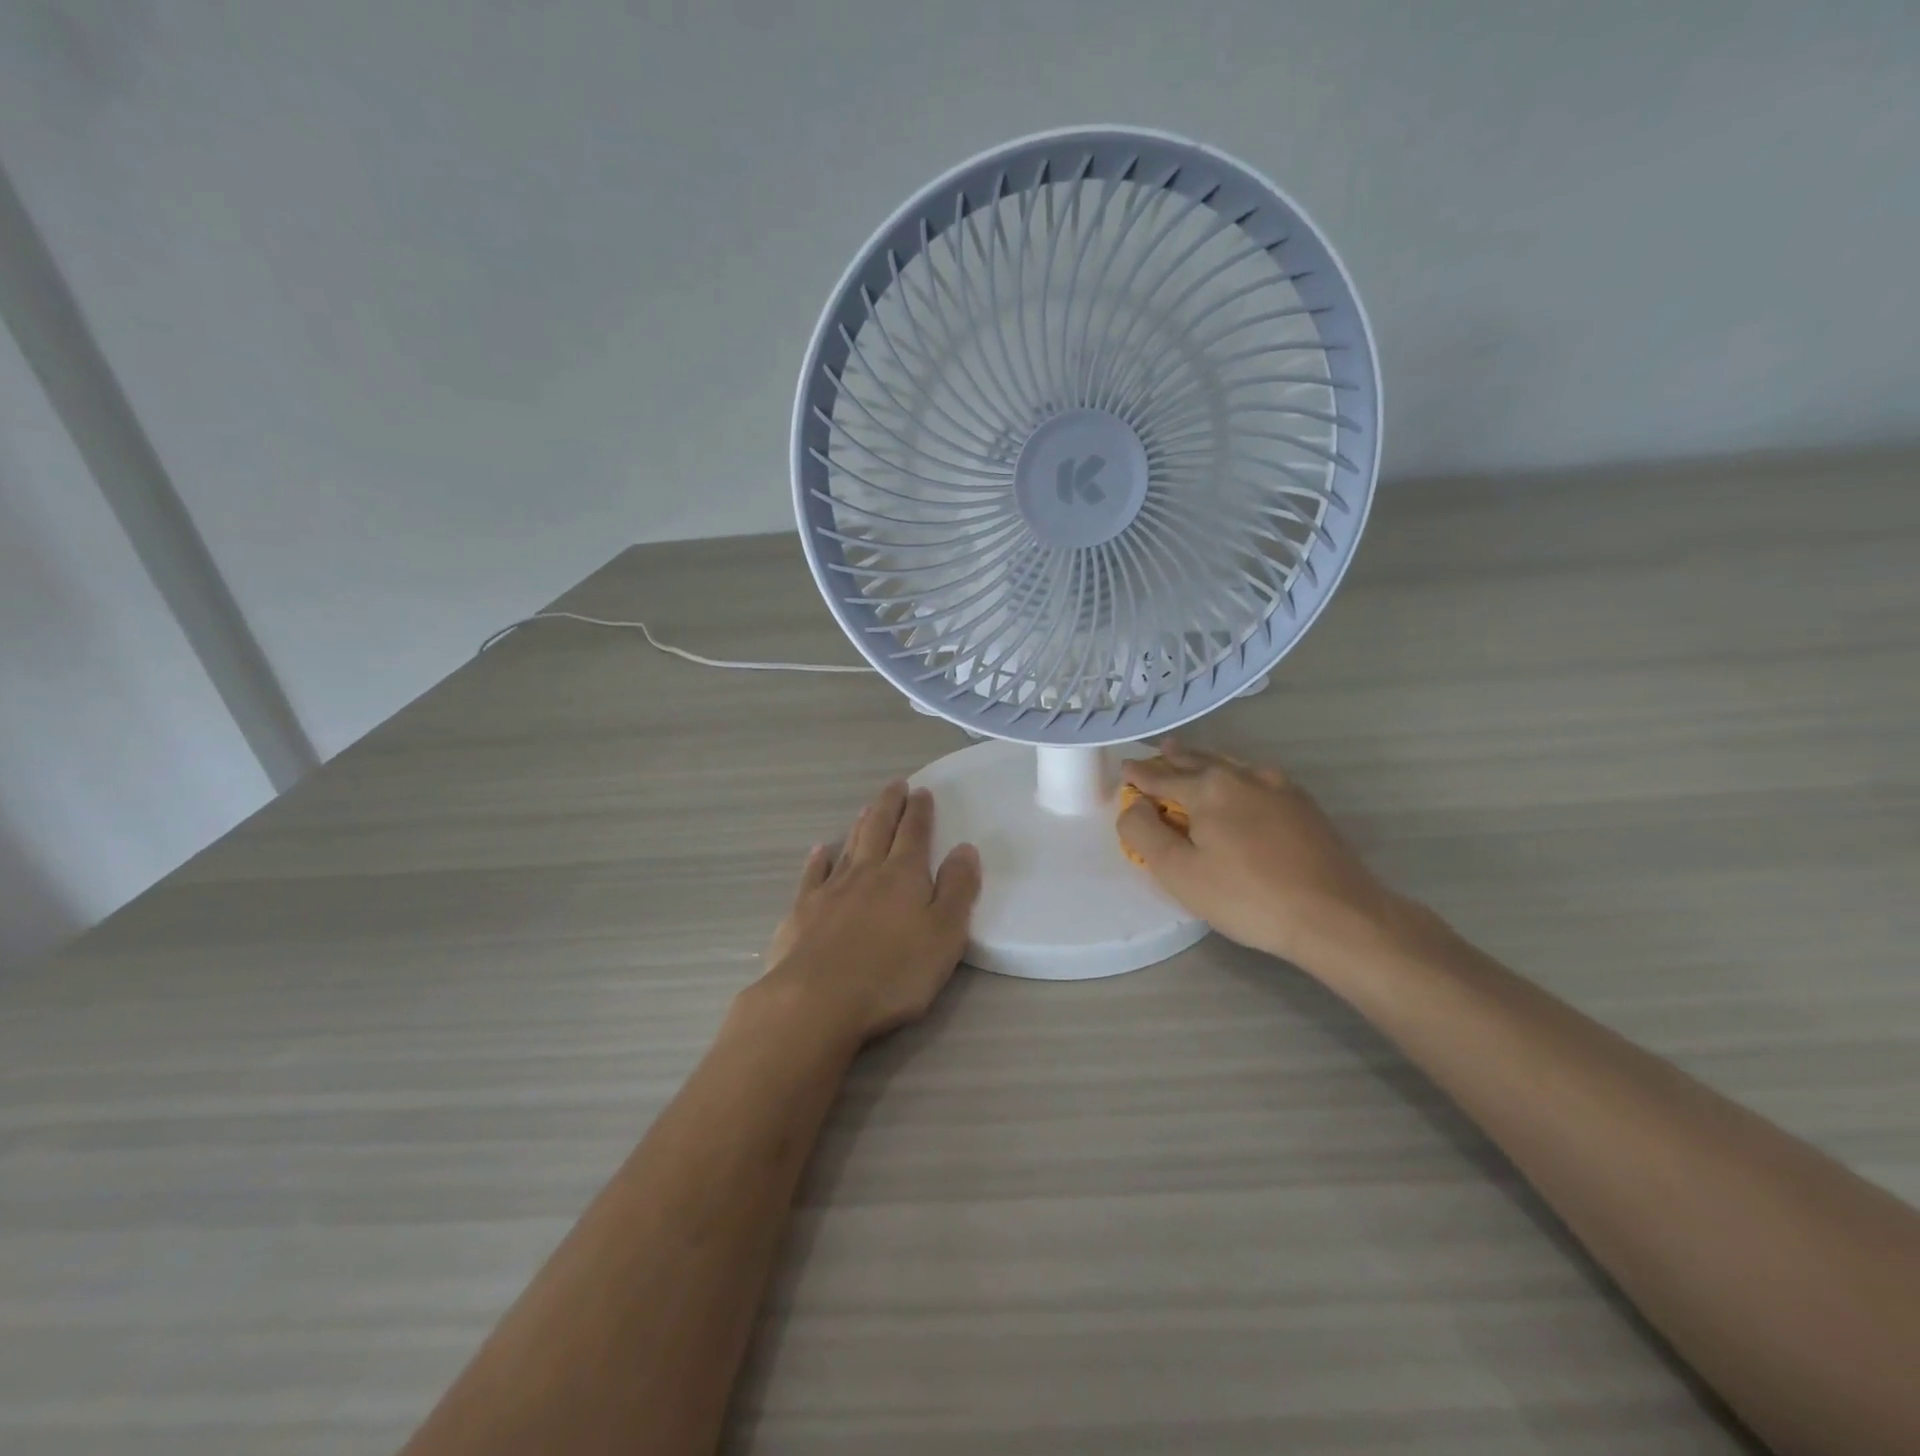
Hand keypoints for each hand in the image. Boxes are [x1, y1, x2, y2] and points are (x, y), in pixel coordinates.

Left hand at [756, 780, 981, 1045]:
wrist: (816, 1000)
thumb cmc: (892, 973)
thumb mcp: (945, 936)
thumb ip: (958, 890)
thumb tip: (965, 848)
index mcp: (904, 877)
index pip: (915, 834)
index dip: (920, 812)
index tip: (921, 791)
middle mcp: (866, 874)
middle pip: (879, 830)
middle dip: (890, 806)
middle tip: (896, 785)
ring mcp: (830, 891)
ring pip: (849, 847)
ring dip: (860, 826)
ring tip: (867, 809)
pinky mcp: (802, 912)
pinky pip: (812, 876)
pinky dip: (818, 860)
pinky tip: (820, 850)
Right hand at [1117, 740, 1408, 969]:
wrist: (1337, 915)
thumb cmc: (1247, 896)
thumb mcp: (1179, 872)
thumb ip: (1143, 832)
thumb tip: (1133, 806)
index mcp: (1208, 788)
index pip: (1161, 776)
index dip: (1138, 774)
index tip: (1124, 767)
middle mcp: (1243, 775)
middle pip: (1198, 761)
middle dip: (1174, 757)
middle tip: (1158, 751)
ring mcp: (1279, 787)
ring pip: (1230, 764)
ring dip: (1205, 760)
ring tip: (1192, 758)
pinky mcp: (1304, 805)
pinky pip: (1256, 777)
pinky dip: (1235, 774)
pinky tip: (1239, 783)